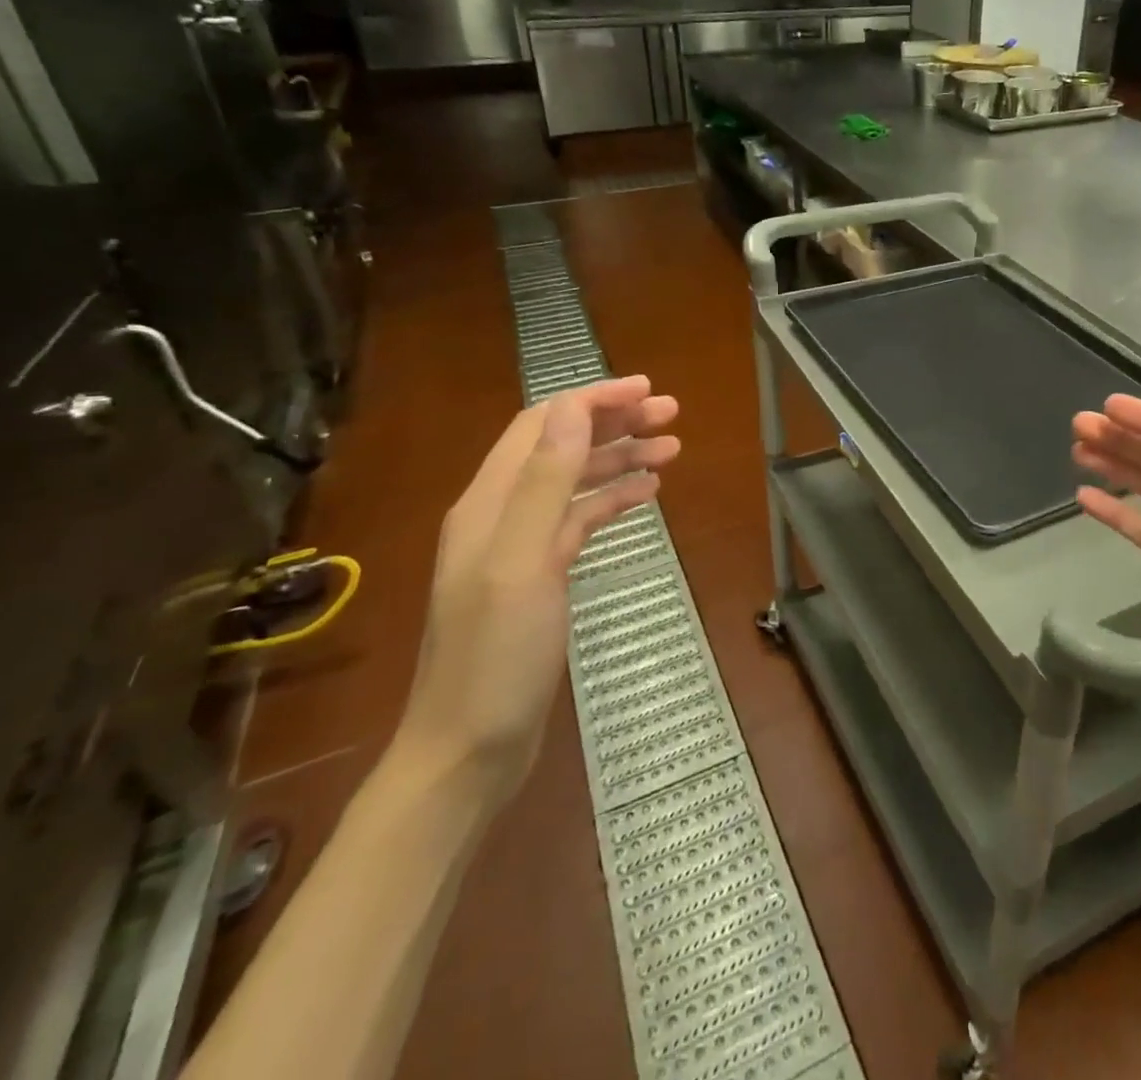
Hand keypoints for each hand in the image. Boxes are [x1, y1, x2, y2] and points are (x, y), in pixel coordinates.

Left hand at [394, 378, 679, 807]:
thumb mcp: (522, 562)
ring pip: (575, 481)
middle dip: (614, 422)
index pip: (544, 425)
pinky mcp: (540, 576)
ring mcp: (520, 546)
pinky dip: (613, 499)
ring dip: (619, 458)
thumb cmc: (495, 656)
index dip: (593, 399)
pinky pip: (580, 520)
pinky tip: (646, 494)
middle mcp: (502, 513)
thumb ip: (545, 483)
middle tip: (671, 414)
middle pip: (561, 446)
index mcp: (490, 502)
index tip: (647, 390)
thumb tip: (572, 408)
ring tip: (672, 448)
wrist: (468, 750)